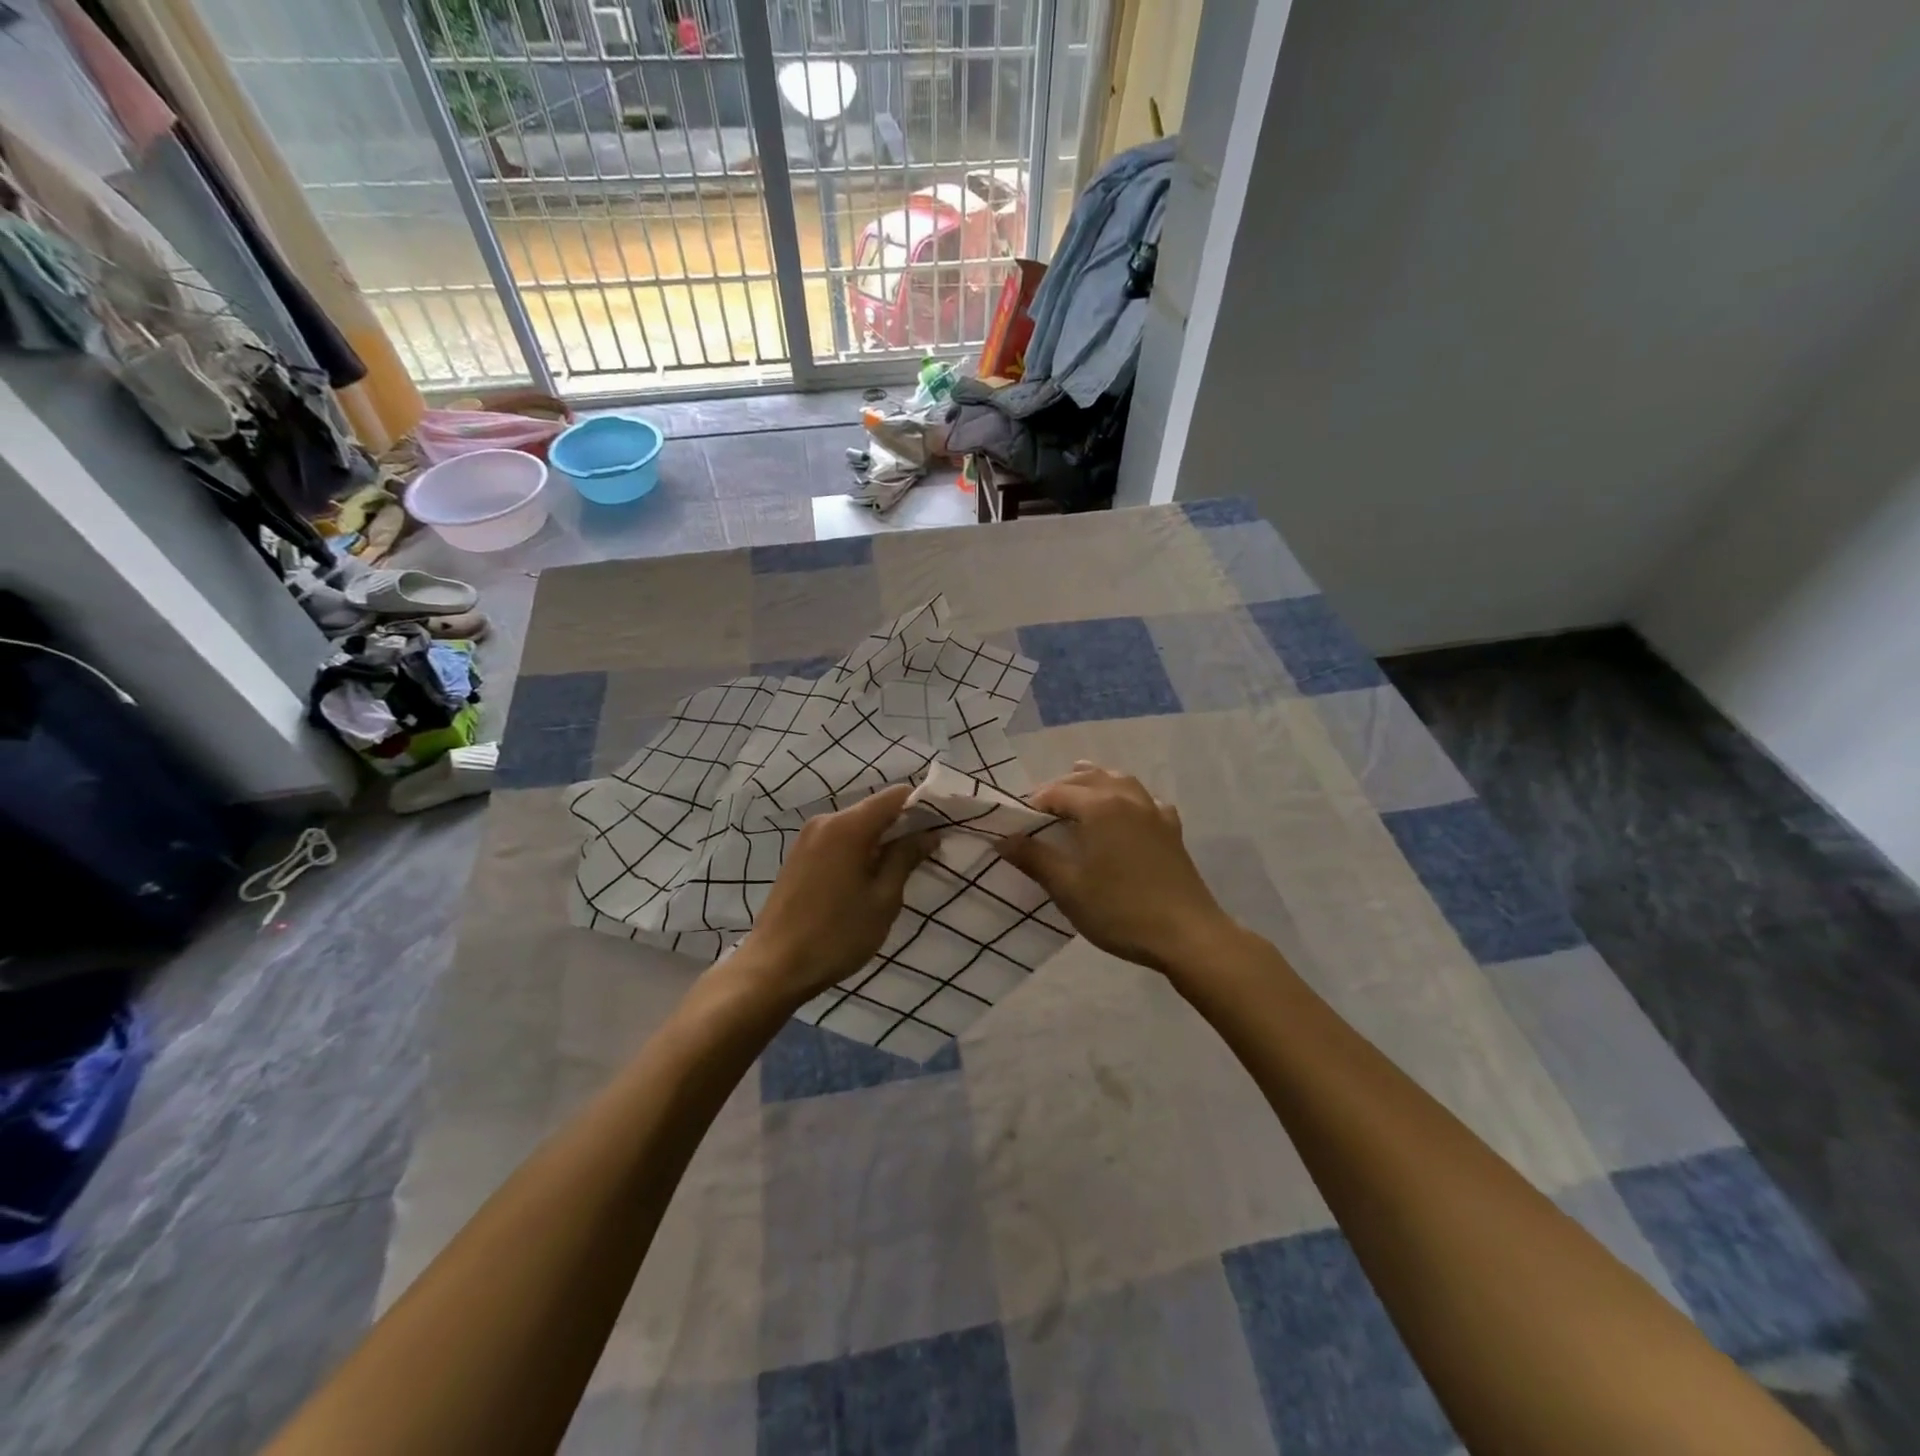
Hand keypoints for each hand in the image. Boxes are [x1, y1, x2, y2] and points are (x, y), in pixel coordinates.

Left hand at [731, 783, 930, 1006]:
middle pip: (875, 808)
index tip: (942, 827)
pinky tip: (868, 877)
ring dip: (881, 839)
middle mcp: (826, 821)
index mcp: (849, 826)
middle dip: (903, 824)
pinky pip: (838, 839)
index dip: (923, 806)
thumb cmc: (837, 934)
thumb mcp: (883, 899)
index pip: (896, 795)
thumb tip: (928, 833)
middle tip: (927, 853)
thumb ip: (905, 858)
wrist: (774, 966)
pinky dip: (859, 848)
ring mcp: (807, 837)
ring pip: (856, 825)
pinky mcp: (798, 855)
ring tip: (900, 869)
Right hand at [996, 762, 1234, 972]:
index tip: (1020, 823)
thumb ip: (1034, 858)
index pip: (1058, 791)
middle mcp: (1127, 798)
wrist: (1186, 935)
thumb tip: (1003, 838)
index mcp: (1099, 806)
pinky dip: (1131, 799)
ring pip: (1121, 781)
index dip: (1035, 803)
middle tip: (1043, 809)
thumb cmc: (1119, 910)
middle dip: (1063, 787)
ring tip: (1081, 791)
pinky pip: (1147, 801)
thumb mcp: (1068, 888)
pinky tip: (1129, 812)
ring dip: (1097, 782)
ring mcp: (1154, 812)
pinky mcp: (1172, 830)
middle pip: (1089, 778)